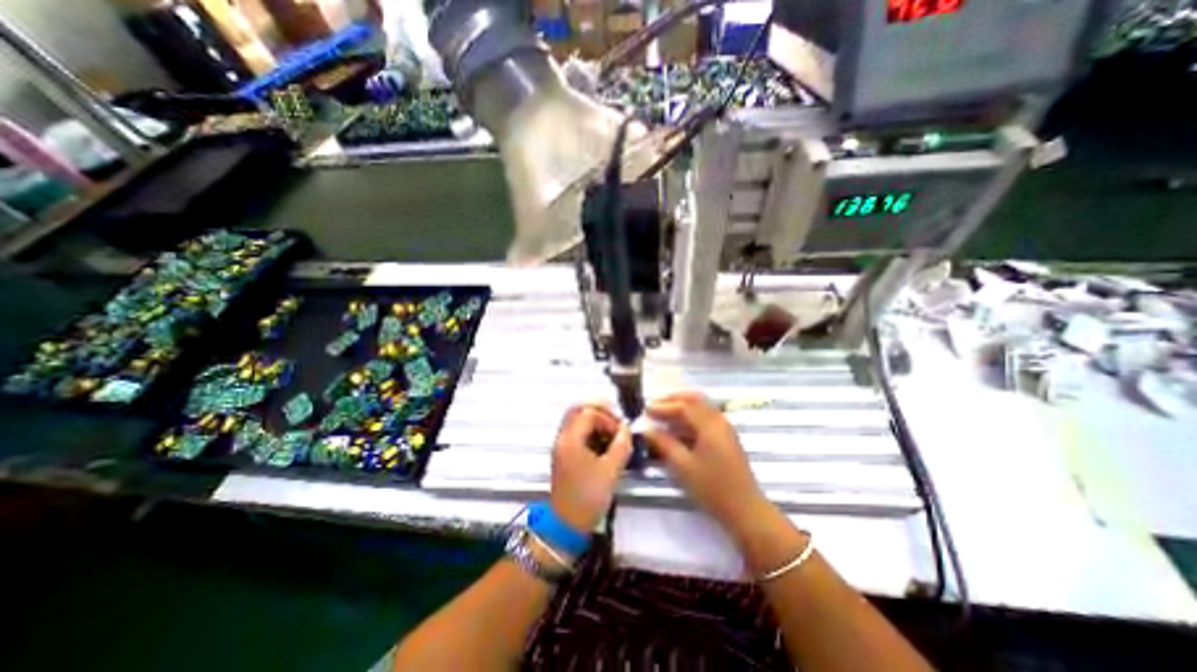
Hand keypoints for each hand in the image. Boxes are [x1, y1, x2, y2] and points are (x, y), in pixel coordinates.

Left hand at [551, 404, 629, 533]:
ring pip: (576, 421)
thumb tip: (627, 429)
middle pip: (578, 411)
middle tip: (615, 423)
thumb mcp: (610, 471)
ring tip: (612, 435)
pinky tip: (604, 445)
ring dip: (595, 422)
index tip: (621, 433)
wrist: (566, 525)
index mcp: (570, 439)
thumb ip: (621, 446)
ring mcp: (561, 446)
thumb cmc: (588, 497)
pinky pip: (576, 433)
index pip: (589, 413)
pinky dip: (590, 432)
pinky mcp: (564, 455)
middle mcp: (562, 438)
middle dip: (599, 413)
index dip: (608, 419)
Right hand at [644, 394, 765, 535]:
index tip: (645, 410)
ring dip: (681, 408)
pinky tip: (677, 429)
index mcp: (710, 425)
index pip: (683, 406)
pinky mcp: (726, 438)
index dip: (663, 407)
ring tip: (662, 416)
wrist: (745, 510)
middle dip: (673, 400)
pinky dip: (690, 418)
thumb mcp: (683, 466)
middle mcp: (719, 421)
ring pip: (701, 408)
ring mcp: (724, 429)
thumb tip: (647, 430)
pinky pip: (705, 419)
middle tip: (655, 405)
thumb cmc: (712, 488)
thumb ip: (664, 444)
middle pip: (695, 400)